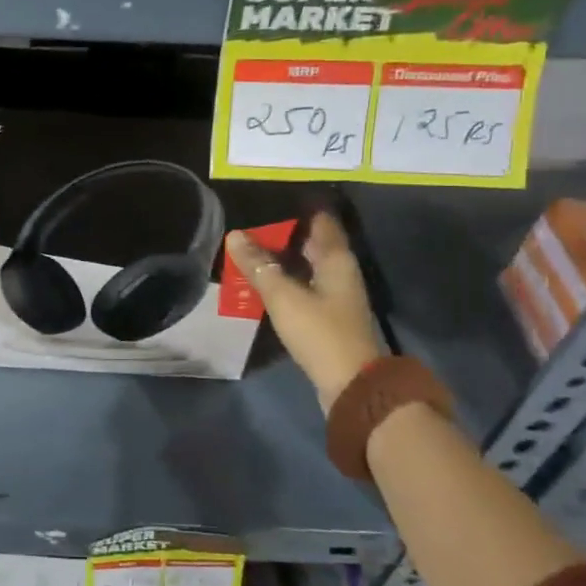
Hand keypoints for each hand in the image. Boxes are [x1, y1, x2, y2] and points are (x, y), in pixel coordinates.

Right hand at [226, 211, 384, 412]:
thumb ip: (259, 266)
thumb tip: (235, 235)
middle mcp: (340, 271)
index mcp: (336, 259)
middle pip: (311, 243)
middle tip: (249, 226)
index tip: (269, 200)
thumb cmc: (319, 332)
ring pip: (306, 266)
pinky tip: (263, 283)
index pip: (320, 220)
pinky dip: (285, 280)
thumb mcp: (283, 296)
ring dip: (282, 259)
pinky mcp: (328, 315)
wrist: (349, 384)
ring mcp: (336, 295)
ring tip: (248, 251)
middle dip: (283, 234)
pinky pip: (304, 286)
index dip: (297, 209)